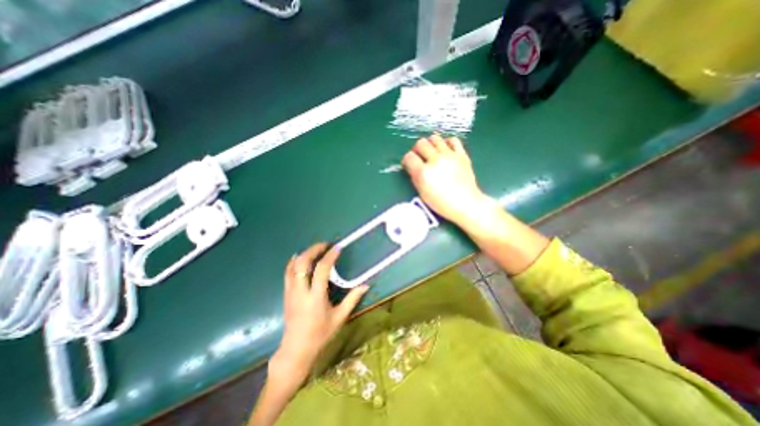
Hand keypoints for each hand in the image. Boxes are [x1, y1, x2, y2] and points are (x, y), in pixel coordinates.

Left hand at [272, 244, 369, 382]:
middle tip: (325, 245)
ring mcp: (291, 292)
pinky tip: (299, 257)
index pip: (321, 270)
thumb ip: (352, 299)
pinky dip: (293, 262)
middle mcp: (301, 291)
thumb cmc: (320, 334)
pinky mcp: (286, 294)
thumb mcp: (339, 317)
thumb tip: (366, 285)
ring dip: (304, 254)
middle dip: (314, 250)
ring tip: (316, 249)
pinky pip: (287, 273)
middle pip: (303, 263)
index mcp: (316, 297)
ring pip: (293, 266)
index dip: (330, 256)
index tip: (337, 248)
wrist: (296, 350)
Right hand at [400, 134, 489, 226]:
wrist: (466, 204)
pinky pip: (453, 140)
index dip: (407, 160)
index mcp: (423, 172)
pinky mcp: (461, 154)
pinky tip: (445, 149)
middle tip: (420, 157)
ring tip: (432, 151)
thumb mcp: (422, 193)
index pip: (409, 157)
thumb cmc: (441, 203)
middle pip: (421, 143)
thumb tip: (413, 167)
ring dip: (430, 143)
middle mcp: (435, 160)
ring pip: (435, 138)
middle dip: (417, 149)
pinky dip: (447, 142)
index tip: (409, 164)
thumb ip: (415, 177)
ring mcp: (449, 155)